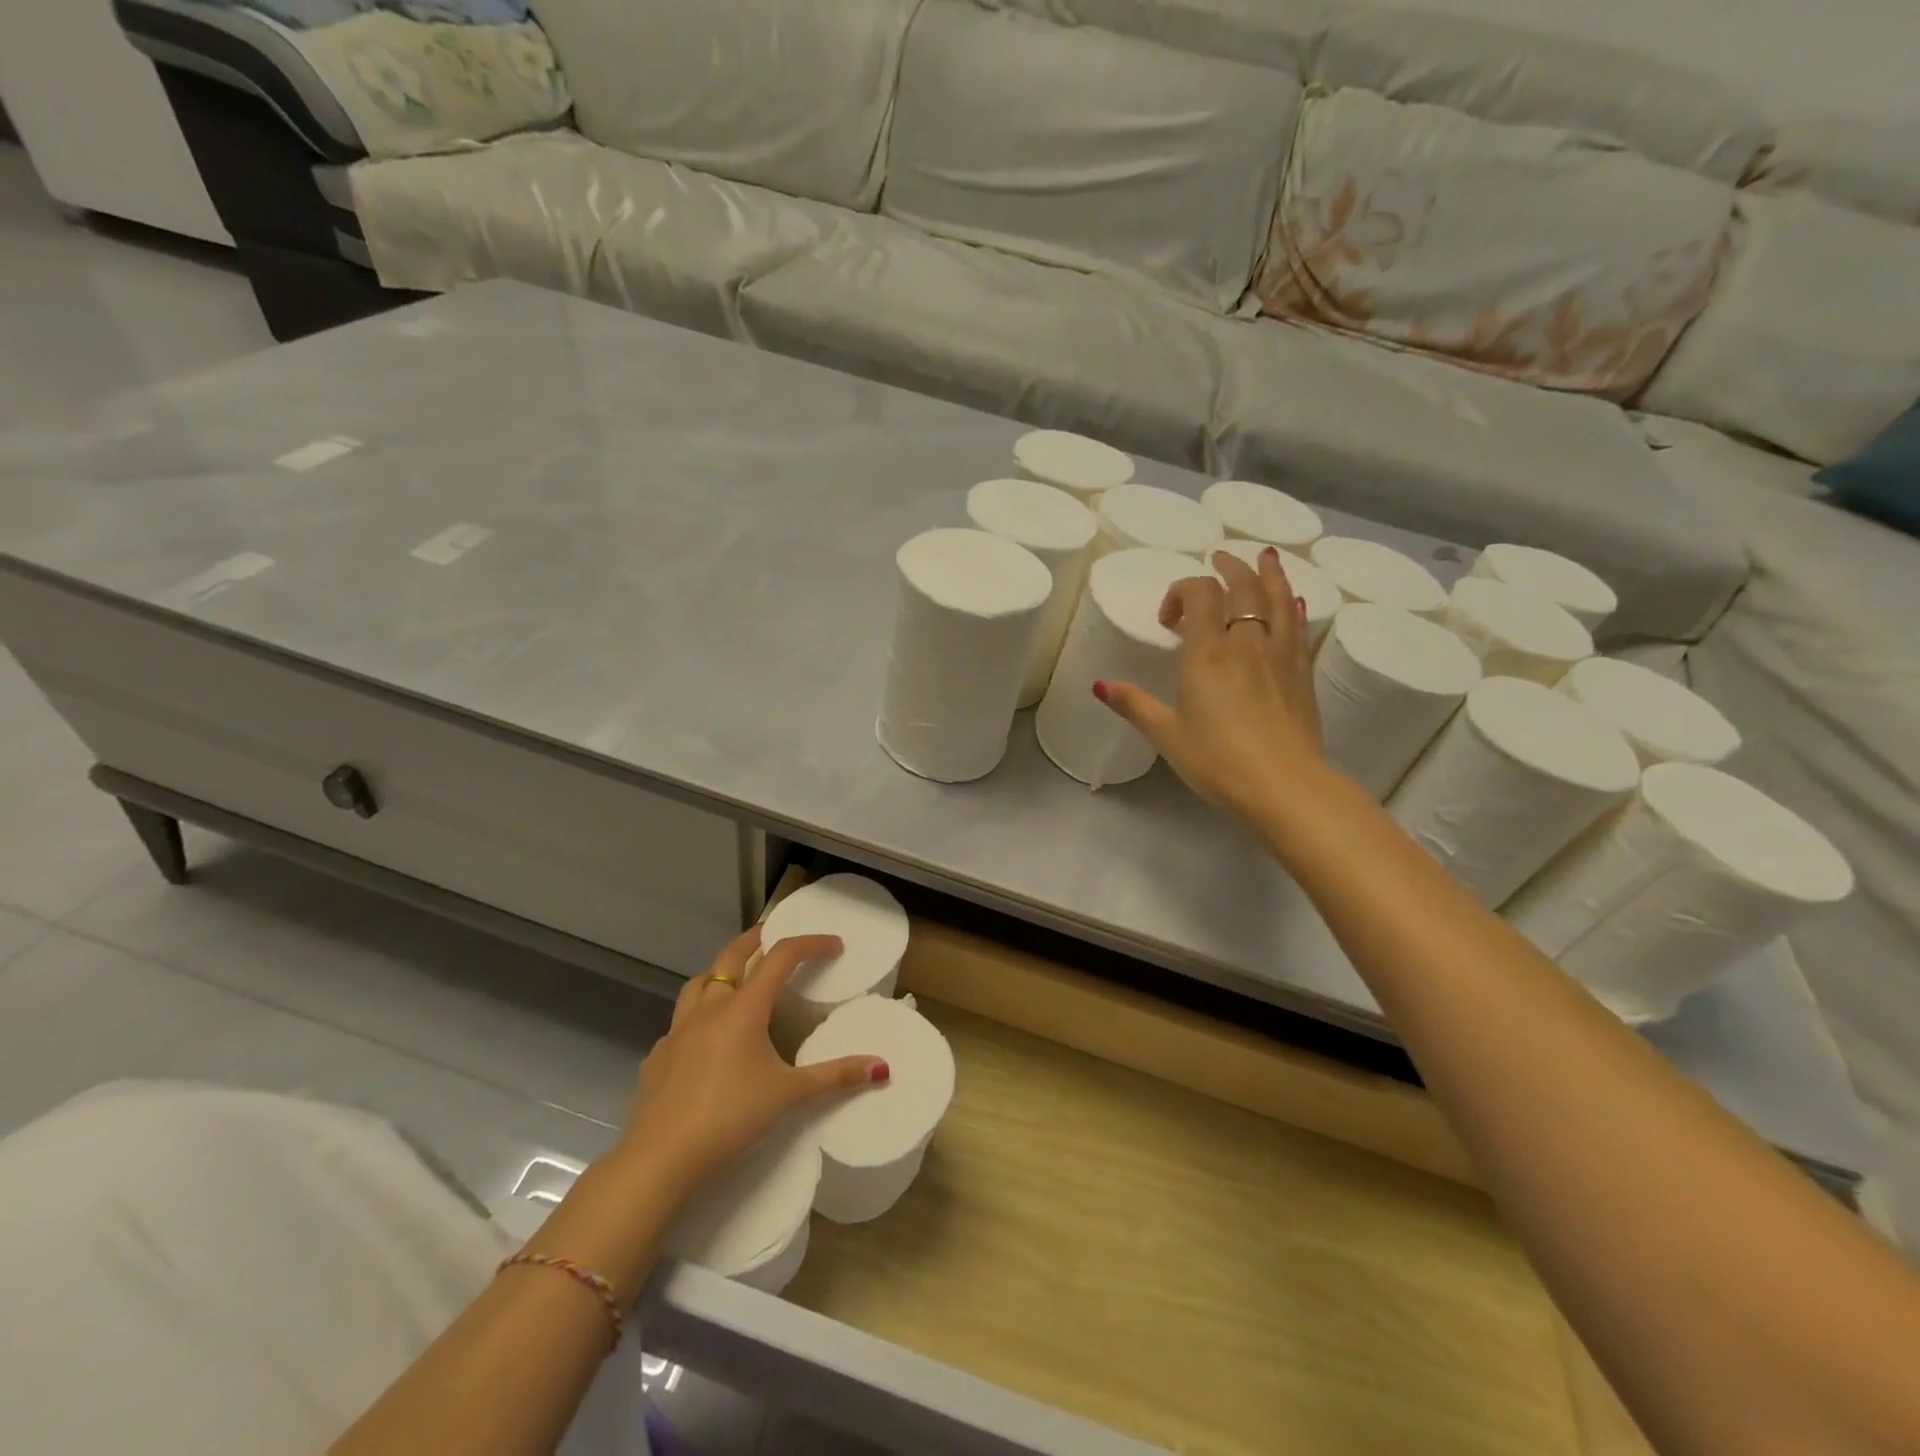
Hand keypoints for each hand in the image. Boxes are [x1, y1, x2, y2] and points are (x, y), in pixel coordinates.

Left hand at [620, 927, 886, 1197]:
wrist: (660, 1158)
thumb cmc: (730, 1117)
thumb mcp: (789, 1095)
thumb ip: (836, 1076)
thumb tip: (882, 1067)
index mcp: (744, 1008)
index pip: (782, 958)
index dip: (810, 944)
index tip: (834, 945)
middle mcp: (709, 1008)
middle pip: (732, 956)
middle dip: (757, 940)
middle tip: (775, 936)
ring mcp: (677, 1031)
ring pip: (698, 984)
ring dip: (720, 974)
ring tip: (737, 983)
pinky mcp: (657, 1058)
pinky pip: (679, 1025)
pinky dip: (697, 1020)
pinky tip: (705, 1043)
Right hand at [1097, 546, 1324, 819]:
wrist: (1284, 786)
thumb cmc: (1217, 760)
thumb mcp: (1166, 734)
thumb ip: (1134, 704)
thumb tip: (1099, 685)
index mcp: (1208, 652)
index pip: (1200, 593)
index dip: (1181, 592)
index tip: (1170, 620)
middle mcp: (1246, 643)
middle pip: (1242, 586)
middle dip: (1228, 568)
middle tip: (1218, 559)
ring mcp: (1280, 655)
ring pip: (1277, 598)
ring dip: (1268, 573)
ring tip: (1265, 556)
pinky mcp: (1302, 673)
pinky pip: (1298, 627)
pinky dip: (1292, 606)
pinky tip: (1293, 601)